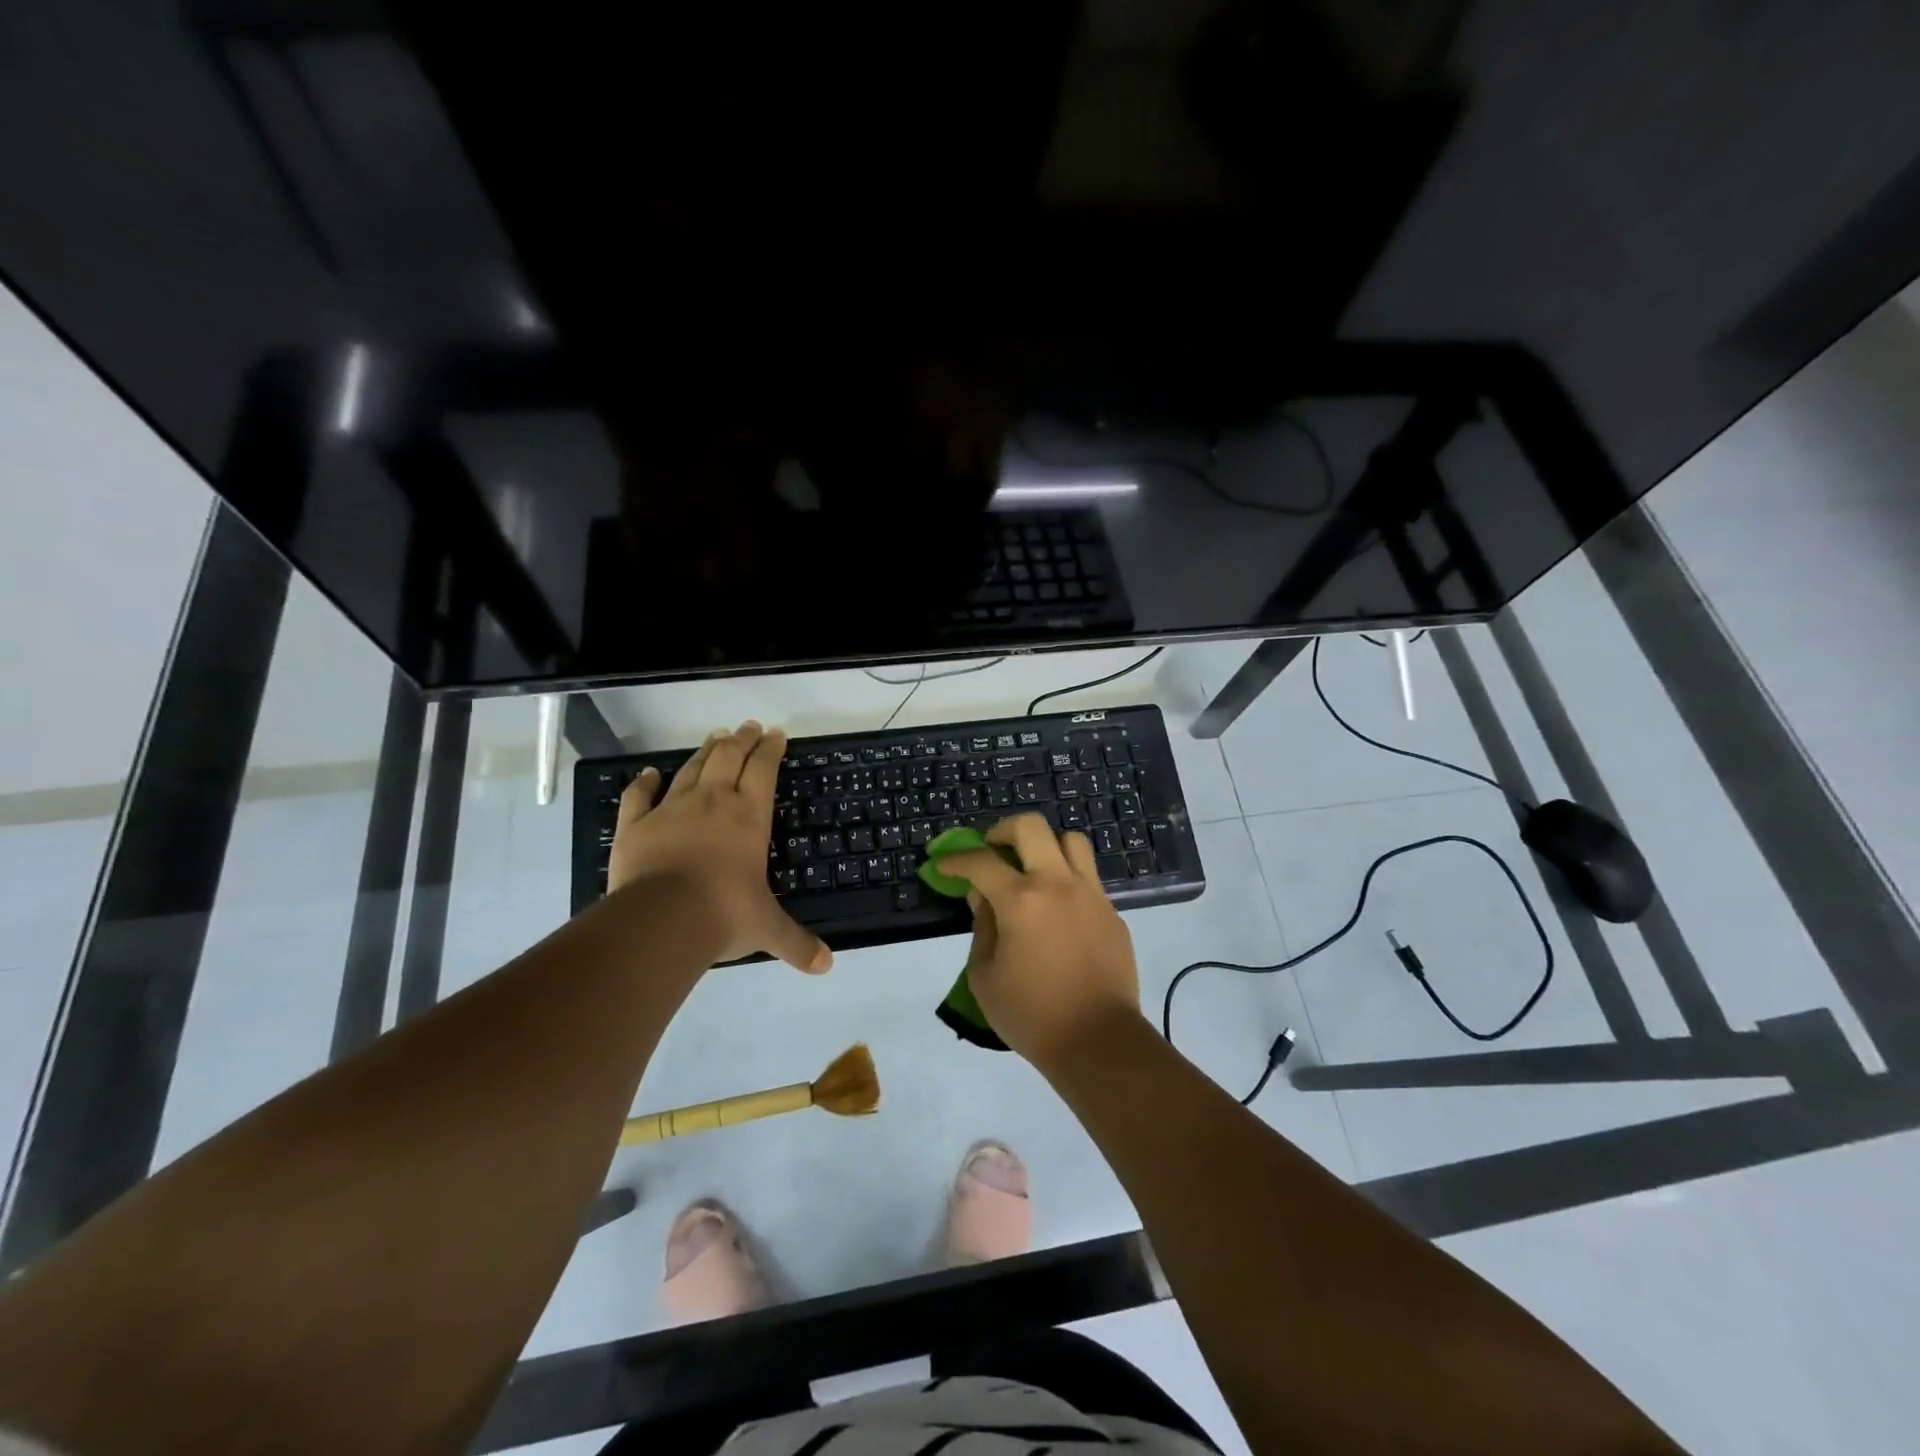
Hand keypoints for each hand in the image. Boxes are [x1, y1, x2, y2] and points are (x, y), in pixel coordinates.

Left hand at [608, 721, 831, 972]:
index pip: (764, 770)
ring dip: (706, 751)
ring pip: (692, 769)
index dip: (771, 749)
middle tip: (749, 727)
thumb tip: (827, 966)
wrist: (661, 920)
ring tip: (716, 737)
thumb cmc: (724, 914)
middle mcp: (713, 802)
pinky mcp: (636, 825)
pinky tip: (650, 773)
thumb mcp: (768, 929)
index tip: (777, 734)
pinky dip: (644, 782)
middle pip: (729, 757)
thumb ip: (797, 943)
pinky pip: (639, 795)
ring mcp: (671, 809)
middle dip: (742, 739)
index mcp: (749, 816)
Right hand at [935, 814, 1140, 1067]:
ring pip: (1070, 841)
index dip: (956, 859)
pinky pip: (1088, 877)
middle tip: (992, 850)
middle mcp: (1058, 884)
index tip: (944, 865)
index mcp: (1021, 900)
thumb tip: (983, 898)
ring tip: (1032, 869)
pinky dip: (1067, 879)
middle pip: (1031, 827)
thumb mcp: (984, 977)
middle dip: (1003, 831)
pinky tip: (1057, 909)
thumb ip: (981, 928)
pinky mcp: (1112, 912)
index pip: (981, 862)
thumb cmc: (1032, 1015)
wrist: (1099, 1041)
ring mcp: (1091, 894)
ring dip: (1045, 846)